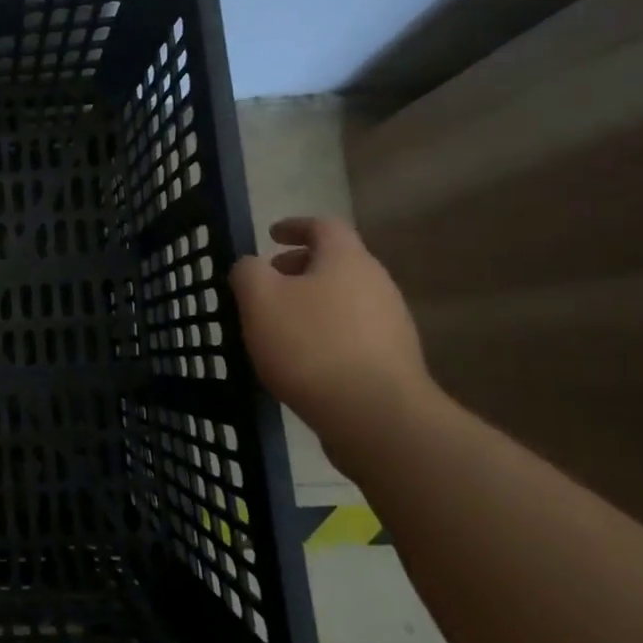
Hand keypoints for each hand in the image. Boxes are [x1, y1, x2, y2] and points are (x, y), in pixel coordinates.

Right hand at [230, 217, 438, 461]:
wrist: (377, 417)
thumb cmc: (311, 345)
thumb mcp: (259, 299)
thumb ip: (248, 272)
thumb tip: (251, 266)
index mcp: (347, 259)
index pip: (323, 226)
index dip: (295, 225)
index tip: (270, 235)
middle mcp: (377, 283)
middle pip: (336, 263)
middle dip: (299, 268)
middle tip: (268, 283)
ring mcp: (392, 324)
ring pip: (344, 299)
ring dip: (312, 302)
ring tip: (279, 324)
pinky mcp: (394, 361)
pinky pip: (353, 332)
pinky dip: (326, 332)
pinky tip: (303, 358)